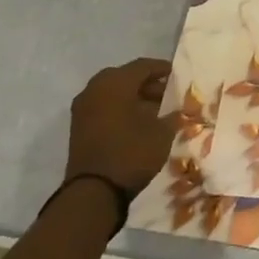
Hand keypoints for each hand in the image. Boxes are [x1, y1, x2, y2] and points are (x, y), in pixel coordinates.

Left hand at [67, 57, 173, 193]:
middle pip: (125, 77)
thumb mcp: (162, 133)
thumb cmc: (132, 153)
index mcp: (115, 83)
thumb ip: (173, 116)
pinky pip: (104, 107)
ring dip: (133, 97)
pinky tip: (138, 123)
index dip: (163, 69)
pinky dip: (121, 109)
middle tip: (167, 93)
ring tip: (156, 110)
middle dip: (147, 83)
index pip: (143, 66)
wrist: (94, 191)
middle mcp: (95, 89)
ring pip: (113, 93)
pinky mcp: (79, 127)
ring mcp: (83, 109)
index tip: (179, 76)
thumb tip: (178, 112)